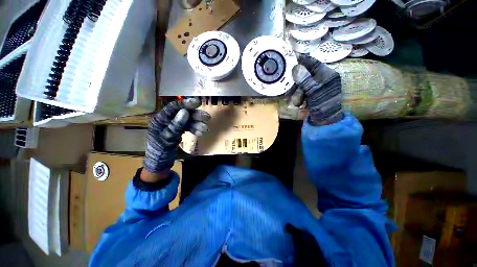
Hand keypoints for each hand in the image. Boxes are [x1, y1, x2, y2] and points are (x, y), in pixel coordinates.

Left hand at [142, 98, 209, 180]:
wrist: (159, 163)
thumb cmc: (160, 151)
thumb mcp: (167, 138)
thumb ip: (176, 125)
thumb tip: (185, 111)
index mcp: (160, 119)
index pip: (174, 107)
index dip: (186, 103)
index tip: (198, 102)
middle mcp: (167, 120)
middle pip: (183, 114)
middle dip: (195, 116)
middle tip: (207, 117)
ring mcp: (173, 125)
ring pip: (188, 121)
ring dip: (197, 124)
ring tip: (205, 129)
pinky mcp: (178, 130)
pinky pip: (188, 127)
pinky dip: (194, 130)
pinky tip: (200, 133)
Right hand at [291, 55, 342, 125]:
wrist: (325, 122)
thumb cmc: (323, 106)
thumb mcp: (314, 92)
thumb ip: (305, 79)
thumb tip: (296, 67)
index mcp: (327, 75)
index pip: (313, 63)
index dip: (302, 61)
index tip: (291, 59)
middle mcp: (323, 79)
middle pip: (305, 75)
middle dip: (297, 84)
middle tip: (289, 90)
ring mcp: (317, 88)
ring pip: (302, 85)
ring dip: (297, 93)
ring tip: (296, 102)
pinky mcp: (313, 95)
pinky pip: (303, 92)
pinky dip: (299, 97)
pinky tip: (299, 104)